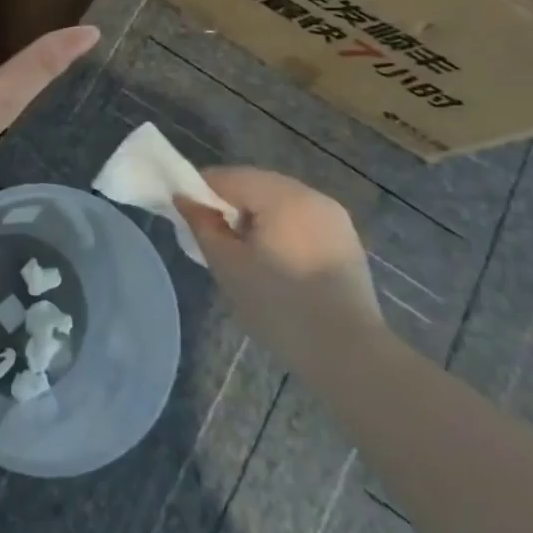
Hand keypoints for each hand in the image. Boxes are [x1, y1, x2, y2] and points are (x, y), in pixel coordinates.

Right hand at [176, 167, 382, 367]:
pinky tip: (274, 260)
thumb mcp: (228, 266)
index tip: (187, 217)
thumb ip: (202, 225)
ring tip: (243, 251)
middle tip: (213, 236)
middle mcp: (310, 194)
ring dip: (255, 215)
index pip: (227, 177)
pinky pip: (300, 218)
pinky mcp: (345, 238)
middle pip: (255, 184)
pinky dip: (280, 227)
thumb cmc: (280, 307)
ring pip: (278, 200)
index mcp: (281, 196)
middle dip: (229, 203)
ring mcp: (332, 215)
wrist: (349, 355)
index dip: (201, 192)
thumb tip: (184, 198)